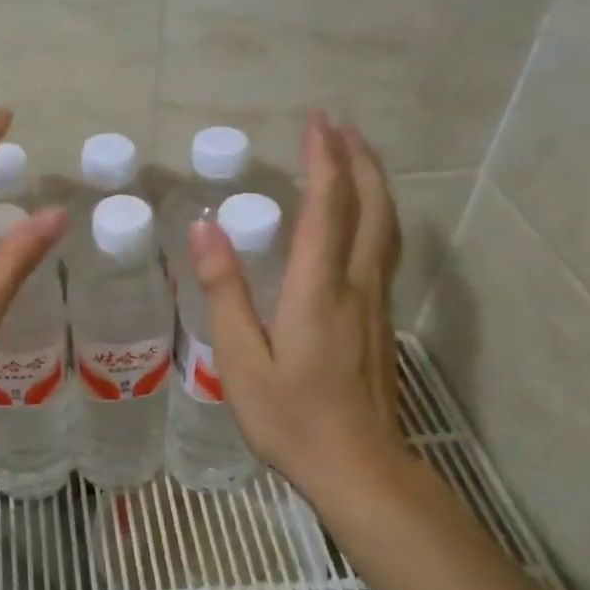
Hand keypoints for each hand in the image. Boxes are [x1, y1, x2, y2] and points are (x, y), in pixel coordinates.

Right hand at [185, 110, 410, 495]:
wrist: (359, 468)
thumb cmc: (291, 418)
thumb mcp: (241, 360)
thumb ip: (225, 292)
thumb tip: (204, 231)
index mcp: (318, 290)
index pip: (327, 208)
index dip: (324, 159)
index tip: (316, 121)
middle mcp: (355, 285)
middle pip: (371, 207)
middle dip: (358, 160)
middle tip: (339, 125)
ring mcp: (375, 303)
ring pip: (386, 227)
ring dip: (373, 183)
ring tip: (357, 156)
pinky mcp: (379, 321)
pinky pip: (383, 249)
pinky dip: (375, 215)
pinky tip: (361, 220)